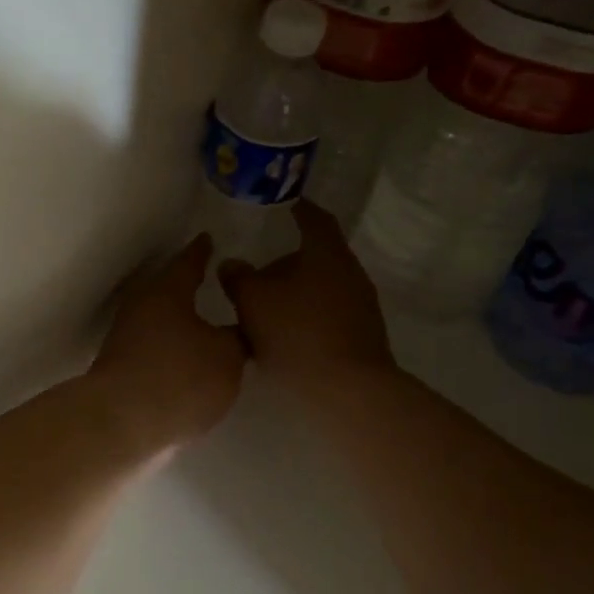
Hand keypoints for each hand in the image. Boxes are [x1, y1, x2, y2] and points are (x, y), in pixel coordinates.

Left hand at [88, 235, 246, 452]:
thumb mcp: (228, 356)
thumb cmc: (180, 377)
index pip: (189, 261)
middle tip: (213, 281)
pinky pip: (154, 348)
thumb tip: (235, 332)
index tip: (209, 239)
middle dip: (189, 285)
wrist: (122, 423)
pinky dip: (171, 348)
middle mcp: (141, 307)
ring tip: (208, 324)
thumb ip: (237, 339)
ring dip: (180, 320)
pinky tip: (189, 360)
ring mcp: (126, 338)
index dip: (202, 251)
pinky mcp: (121, 369)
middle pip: (169, 289)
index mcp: (167, 291)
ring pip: (159, 319)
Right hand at [219, 201, 395, 401]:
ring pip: (321, 287)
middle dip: (288, 260)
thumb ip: (238, 278)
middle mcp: (350, 273)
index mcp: (326, 254)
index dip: (299, 208)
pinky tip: (285, 336)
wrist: (348, 389)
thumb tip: (231, 264)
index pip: (314, 219)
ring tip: (266, 307)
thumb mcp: (253, 301)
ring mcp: (361, 306)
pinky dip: (306, 316)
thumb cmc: (298, 333)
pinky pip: (327, 314)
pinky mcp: (362, 335)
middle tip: (259, 270)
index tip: (286, 204)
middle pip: (317, 256)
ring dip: (296, 292)